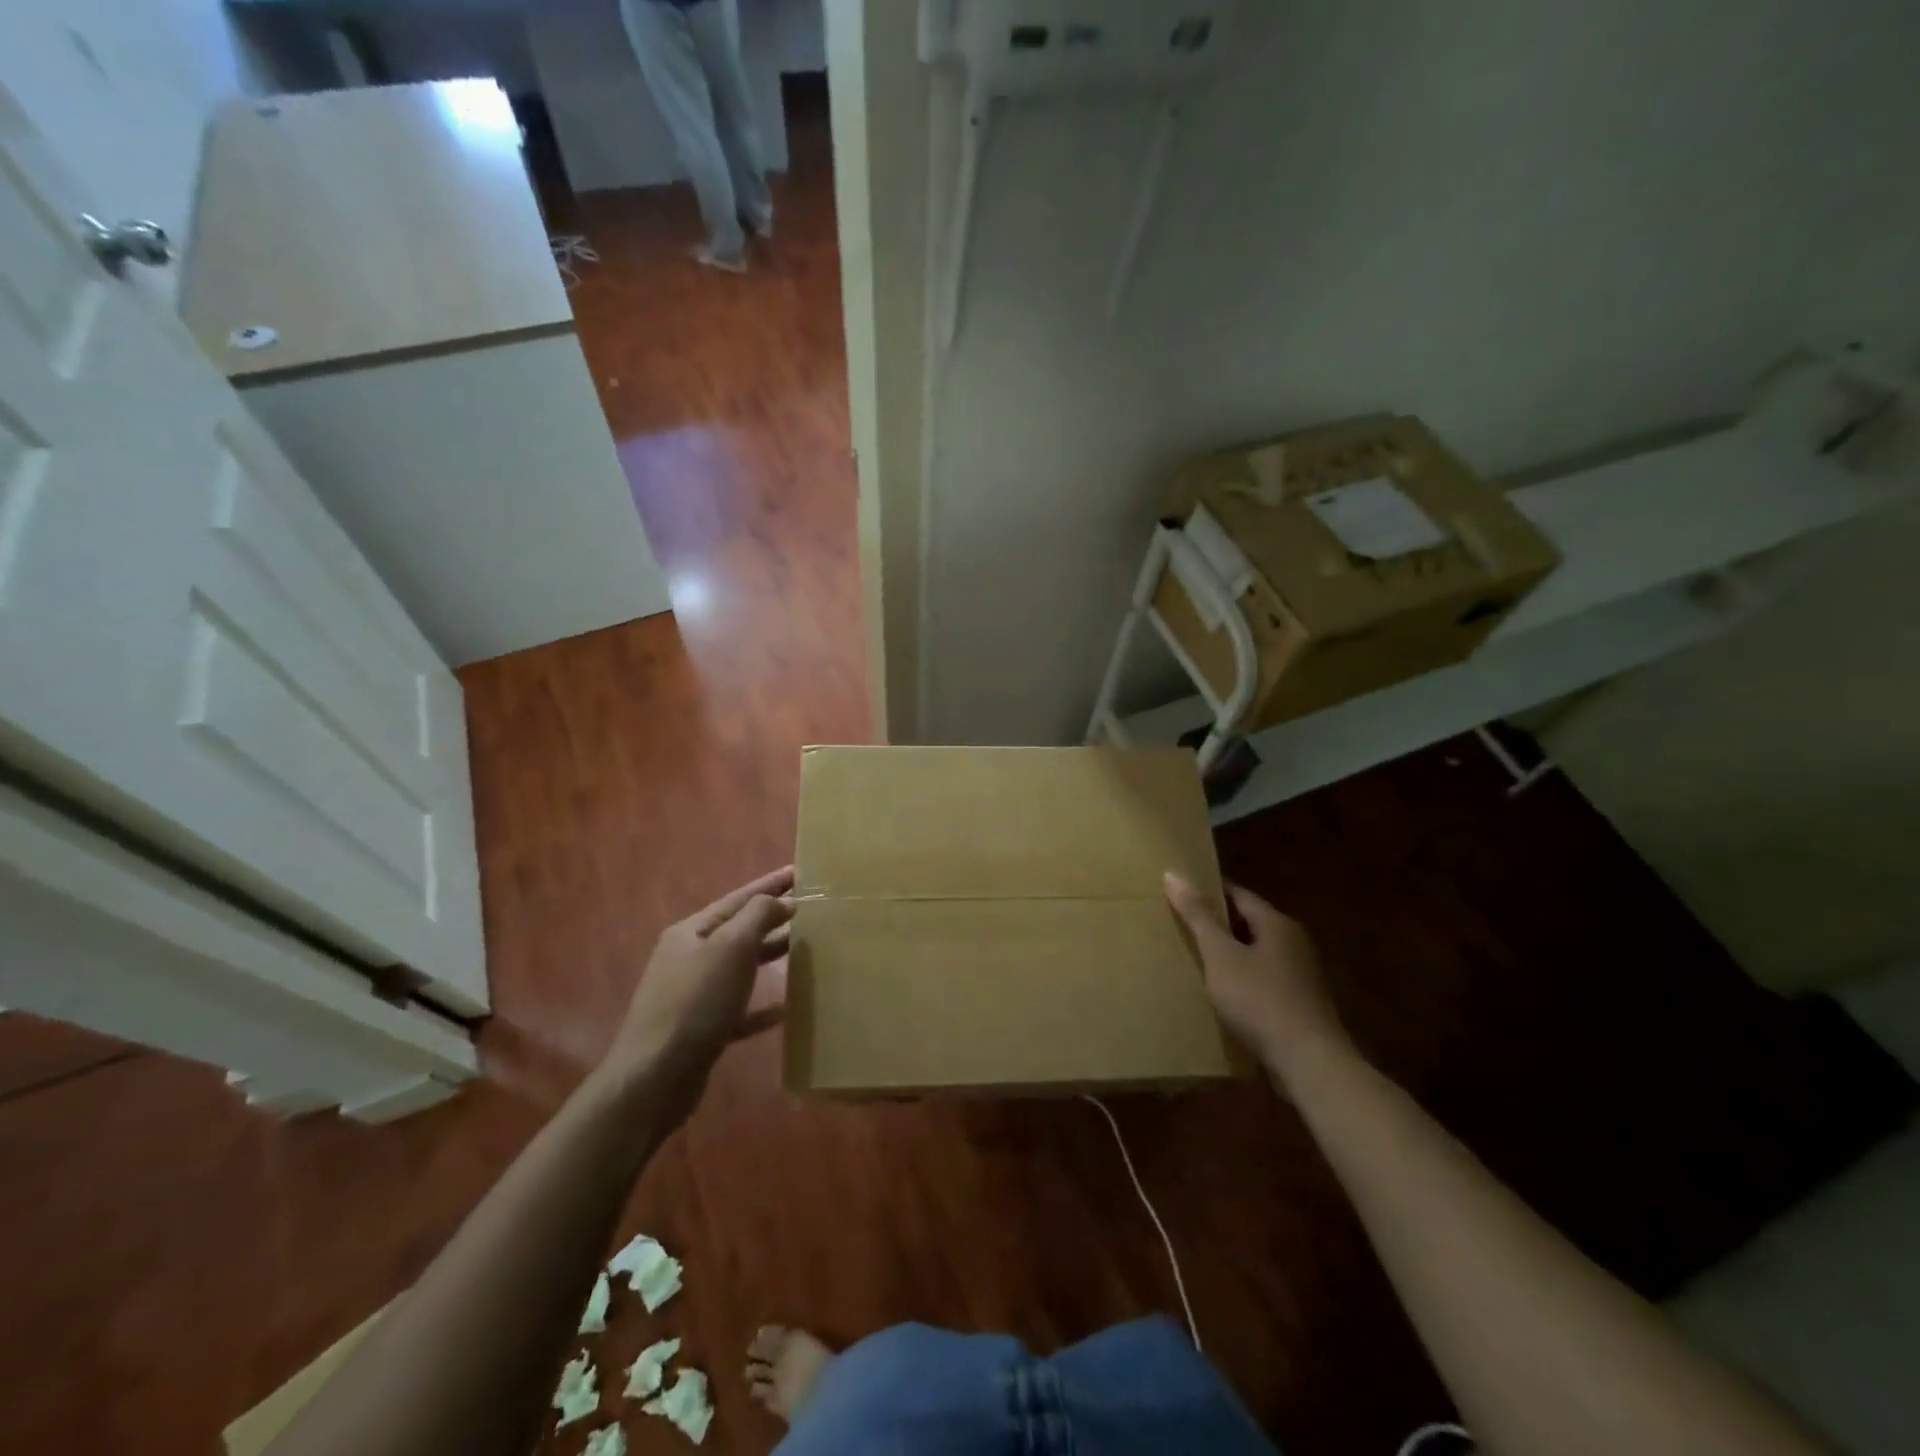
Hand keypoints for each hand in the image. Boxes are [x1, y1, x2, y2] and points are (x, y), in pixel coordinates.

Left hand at [602, 866, 794, 1114]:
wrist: (655, 1077)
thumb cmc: (695, 1002)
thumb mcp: (730, 947)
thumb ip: (757, 916)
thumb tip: (779, 901)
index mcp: (691, 931)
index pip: (738, 899)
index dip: (770, 884)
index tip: (800, 872)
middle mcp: (688, 958)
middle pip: (738, 931)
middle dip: (772, 918)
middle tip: (810, 909)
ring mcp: (693, 995)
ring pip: (740, 967)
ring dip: (770, 956)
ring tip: (806, 948)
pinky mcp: (702, 1030)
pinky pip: (740, 1009)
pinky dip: (763, 1005)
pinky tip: (787, 1007)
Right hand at [1164, 872, 1350, 1087]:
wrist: (1309, 1062)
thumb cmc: (1260, 1000)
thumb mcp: (1221, 955)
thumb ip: (1198, 915)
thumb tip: (1173, 874)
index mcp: (1277, 923)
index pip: (1237, 894)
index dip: (1207, 891)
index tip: (1178, 893)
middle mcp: (1293, 941)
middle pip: (1248, 922)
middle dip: (1216, 923)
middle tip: (1179, 925)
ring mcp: (1300, 974)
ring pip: (1255, 952)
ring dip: (1228, 953)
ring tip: (1193, 958)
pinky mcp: (1299, 1002)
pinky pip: (1262, 978)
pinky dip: (1241, 978)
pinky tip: (1220, 992)